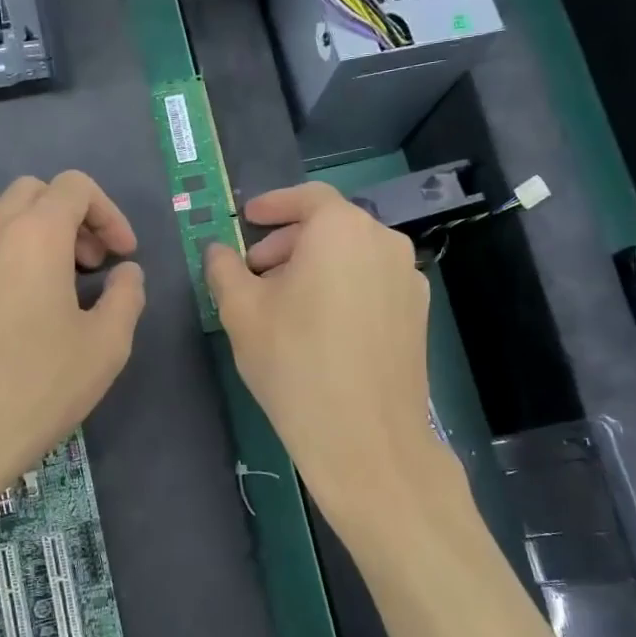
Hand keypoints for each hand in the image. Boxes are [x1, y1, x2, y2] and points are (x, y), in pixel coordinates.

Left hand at [0, 172, 144, 534]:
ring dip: (29, 230)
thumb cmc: (36, 389)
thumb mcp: (106, 347)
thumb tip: (126, 273)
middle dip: (71, 218)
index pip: (75, 186)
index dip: (108, 213)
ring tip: (47, 279)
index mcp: (36, 235)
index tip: (122, 256)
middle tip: (90, 266)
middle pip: (33, 192)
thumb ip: (127, 297)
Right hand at [205, 183, 452, 545]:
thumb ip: (224, 269)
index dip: (272, 205)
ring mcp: (408, 279)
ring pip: (352, 257)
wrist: (365, 438)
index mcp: (342, 230)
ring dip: (314, 267)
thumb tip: (218, 250)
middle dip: (287, 244)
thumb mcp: (241, 312)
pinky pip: (371, 283)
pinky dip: (342, 288)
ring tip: (283, 303)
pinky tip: (320, 327)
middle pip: (330, 227)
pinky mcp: (417, 315)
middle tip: (254, 272)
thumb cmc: (294, 362)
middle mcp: (384, 242)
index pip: (306, 198)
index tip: (247, 220)